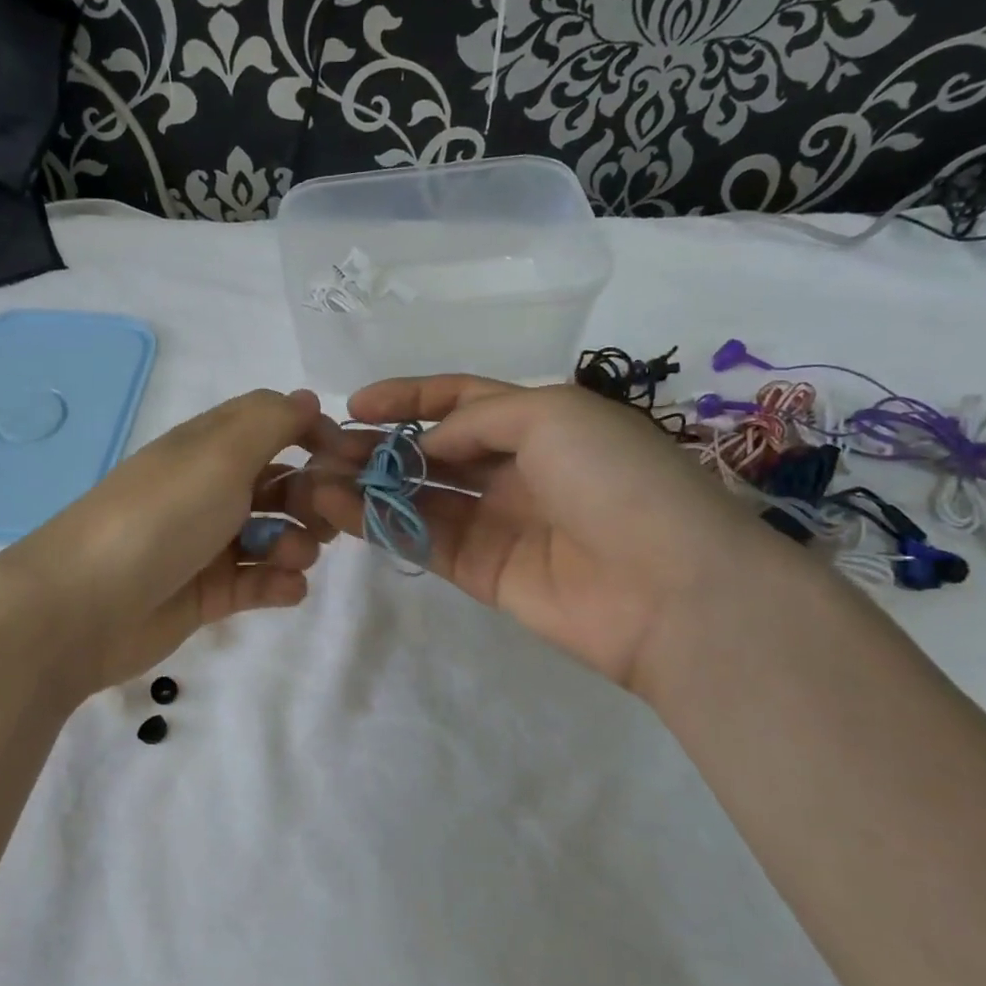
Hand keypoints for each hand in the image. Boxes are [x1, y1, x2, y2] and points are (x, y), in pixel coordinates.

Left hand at [0, 389, 338, 692]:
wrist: (86, 605)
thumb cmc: (161, 516)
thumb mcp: (220, 453)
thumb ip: (272, 421)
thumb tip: (308, 400)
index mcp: (209, 448)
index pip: (272, 424)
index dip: (314, 435)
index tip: (350, 459)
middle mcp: (210, 490)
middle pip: (280, 482)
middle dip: (313, 496)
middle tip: (326, 518)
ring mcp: (209, 544)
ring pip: (274, 535)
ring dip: (298, 543)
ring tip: (293, 558)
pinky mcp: (208, 594)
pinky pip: (259, 583)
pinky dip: (279, 584)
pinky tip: (286, 589)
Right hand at [307, 376, 785, 691]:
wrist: (671, 589)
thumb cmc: (615, 480)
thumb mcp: (550, 416)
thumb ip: (475, 419)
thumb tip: (425, 446)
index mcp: (539, 421)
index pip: (461, 399)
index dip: (409, 397)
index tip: (355, 404)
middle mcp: (515, 469)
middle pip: (432, 450)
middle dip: (379, 444)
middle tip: (322, 446)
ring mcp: (497, 522)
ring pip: (420, 496)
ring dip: (369, 484)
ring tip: (314, 477)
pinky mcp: (482, 572)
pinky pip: (422, 539)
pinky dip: (380, 523)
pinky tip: (339, 509)